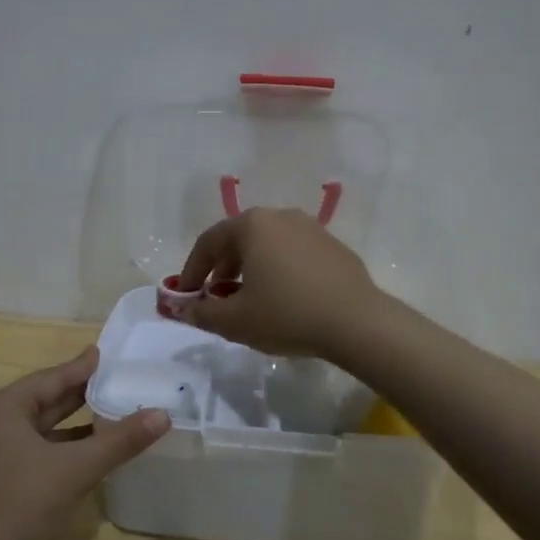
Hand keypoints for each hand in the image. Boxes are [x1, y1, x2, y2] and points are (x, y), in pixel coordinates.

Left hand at [0, 347, 168, 539]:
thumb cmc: (23, 504)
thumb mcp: (77, 468)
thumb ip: (120, 441)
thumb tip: (163, 415)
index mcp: (2, 408)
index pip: (51, 378)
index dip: (81, 368)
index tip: (104, 354)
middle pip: (43, 401)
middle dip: (79, 394)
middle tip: (113, 380)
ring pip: (39, 428)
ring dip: (72, 424)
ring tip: (108, 412)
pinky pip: (33, 450)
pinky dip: (59, 447)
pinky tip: (86, 452)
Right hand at [173, 208, 382, 358]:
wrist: (357, 322)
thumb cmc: (286, 315)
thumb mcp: (235, 321)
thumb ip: (202, 313)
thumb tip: (183, 310)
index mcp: (252, 225)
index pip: (208, 242)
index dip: (191, 270)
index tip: (186, 295)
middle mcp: (280, 216)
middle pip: (239, 239)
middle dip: (221, 268)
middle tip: (216, 297)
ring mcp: (311, 228)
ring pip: (268, 245)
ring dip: (251, 269)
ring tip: (250, 299)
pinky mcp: (334, 246)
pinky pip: (294, 254)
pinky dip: (279, 270)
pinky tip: (284, 299)